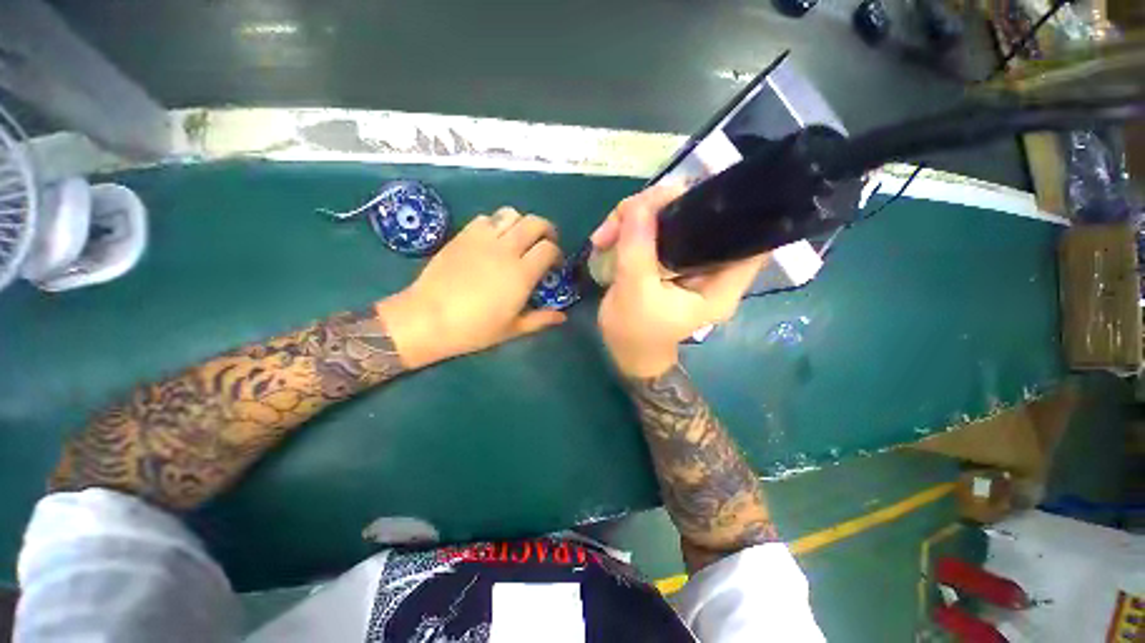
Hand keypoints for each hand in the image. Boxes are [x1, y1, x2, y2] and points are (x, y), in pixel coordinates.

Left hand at [380, 208, 565, 367]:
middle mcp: (506, 250)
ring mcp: (483, 239)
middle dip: (546, 230)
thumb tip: (563, 316)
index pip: (549, 248)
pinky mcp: (463, 235)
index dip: (556, 253)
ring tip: (519, 238)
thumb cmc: (474, 329)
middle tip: (544, 243)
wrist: (428, 319)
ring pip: (511, 214)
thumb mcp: (512, 329)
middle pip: (535, 223)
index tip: (554, 264)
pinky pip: (486, 218)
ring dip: (521, 223)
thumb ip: (541, 319)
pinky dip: (496, 223)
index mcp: (522, 274)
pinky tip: (493, 239)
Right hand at [593, 185, 767, 377]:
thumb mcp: (634, 293)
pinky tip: (606, 238)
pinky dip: (628, 227)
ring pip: (669, 217)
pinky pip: (652, 229)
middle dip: (657, 207)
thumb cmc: (635, 333)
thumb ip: (638, 250)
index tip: (694, 194)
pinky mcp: (666, 257)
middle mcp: (710, 266)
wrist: (624, 351)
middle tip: (622, 217)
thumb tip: (638, 204)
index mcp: (720, 283)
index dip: (731, 208)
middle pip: (699, 216)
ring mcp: (686, 259)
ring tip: (604, 236)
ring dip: (634, 218)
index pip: (748, 236)